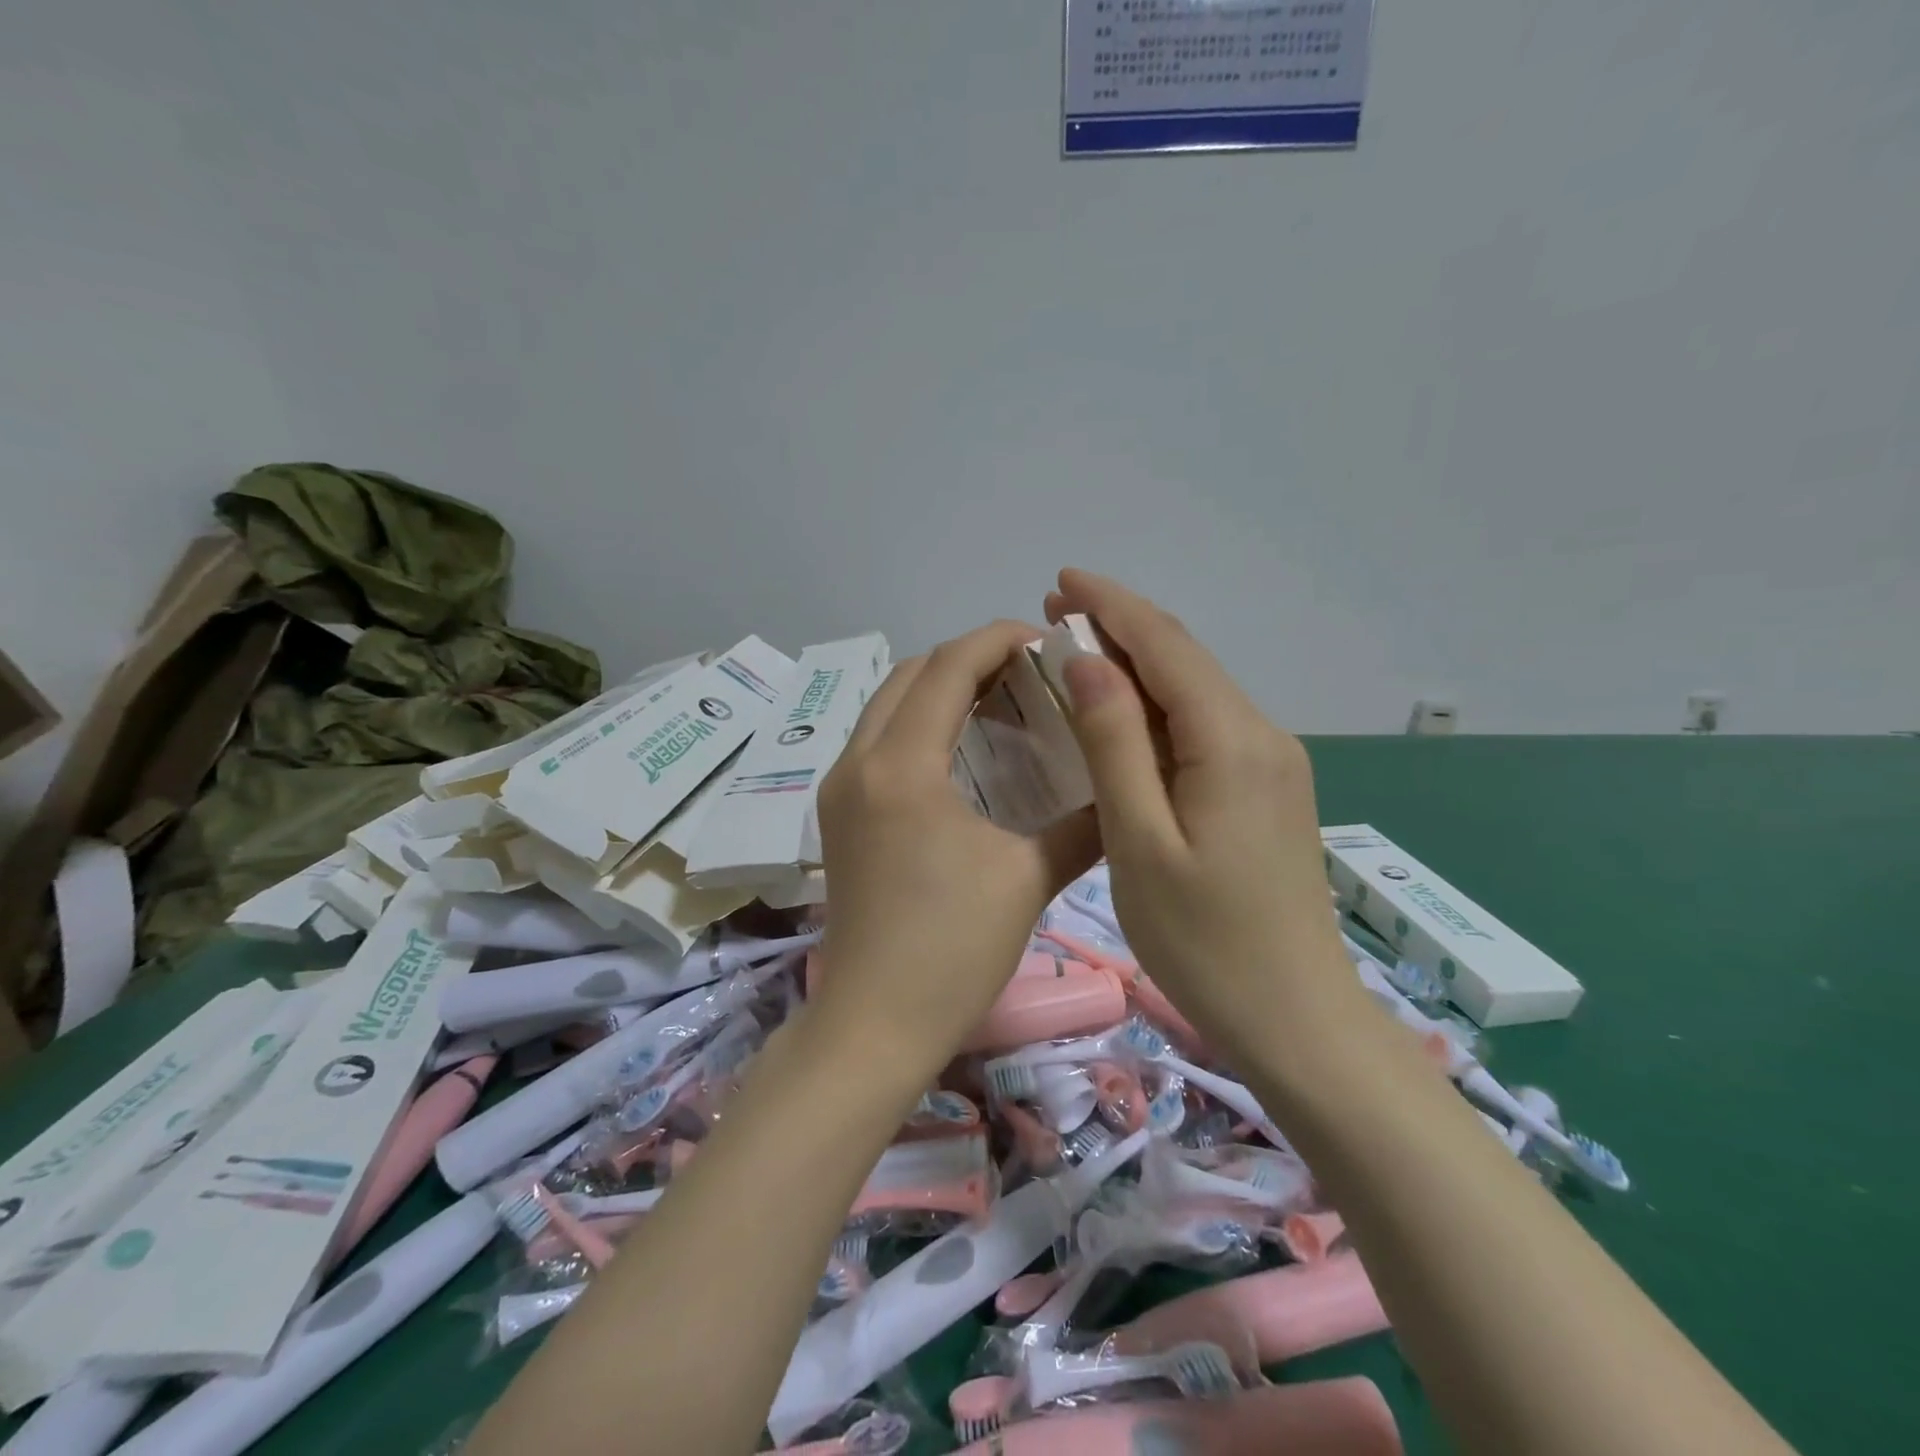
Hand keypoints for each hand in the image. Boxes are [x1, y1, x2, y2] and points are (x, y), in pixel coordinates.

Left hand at [812, 621, 1100, 1072]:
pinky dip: (918, 723)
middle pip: (910, 674)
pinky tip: (961, 751)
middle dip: (968, 658)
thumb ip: (1081, 822)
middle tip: (1027, 673)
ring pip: (887, 704)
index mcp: (902, 766)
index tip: (1045, 640)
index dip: (998, 639)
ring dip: (939, 688)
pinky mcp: (838, 814)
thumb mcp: (1027, 877)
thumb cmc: (952, 950)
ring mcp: (839, 788)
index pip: (948, 667)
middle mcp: (857, 762)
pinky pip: (878, 740)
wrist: (875, 1023)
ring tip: (999, 702)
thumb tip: (1121, 789)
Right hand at [1043, 570, 1361, 1062]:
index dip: (1111, 606)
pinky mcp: (1267, 789)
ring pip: (1196, 690)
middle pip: (1185, 658)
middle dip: (1121, 625)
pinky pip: (1206, 724)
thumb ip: (1114, 744)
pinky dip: (1158, 704)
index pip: (1165, 645)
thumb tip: (1087, 662)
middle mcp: (1261, 735)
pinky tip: (1123, 713)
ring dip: (1137, 663)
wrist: (1295, 1017)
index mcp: (1231, 741)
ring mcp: (1271, 763)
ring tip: (1077, 651)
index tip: (1061, 580)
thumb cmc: (1204, 941)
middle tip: (1055, 612)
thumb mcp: (1140, 841)